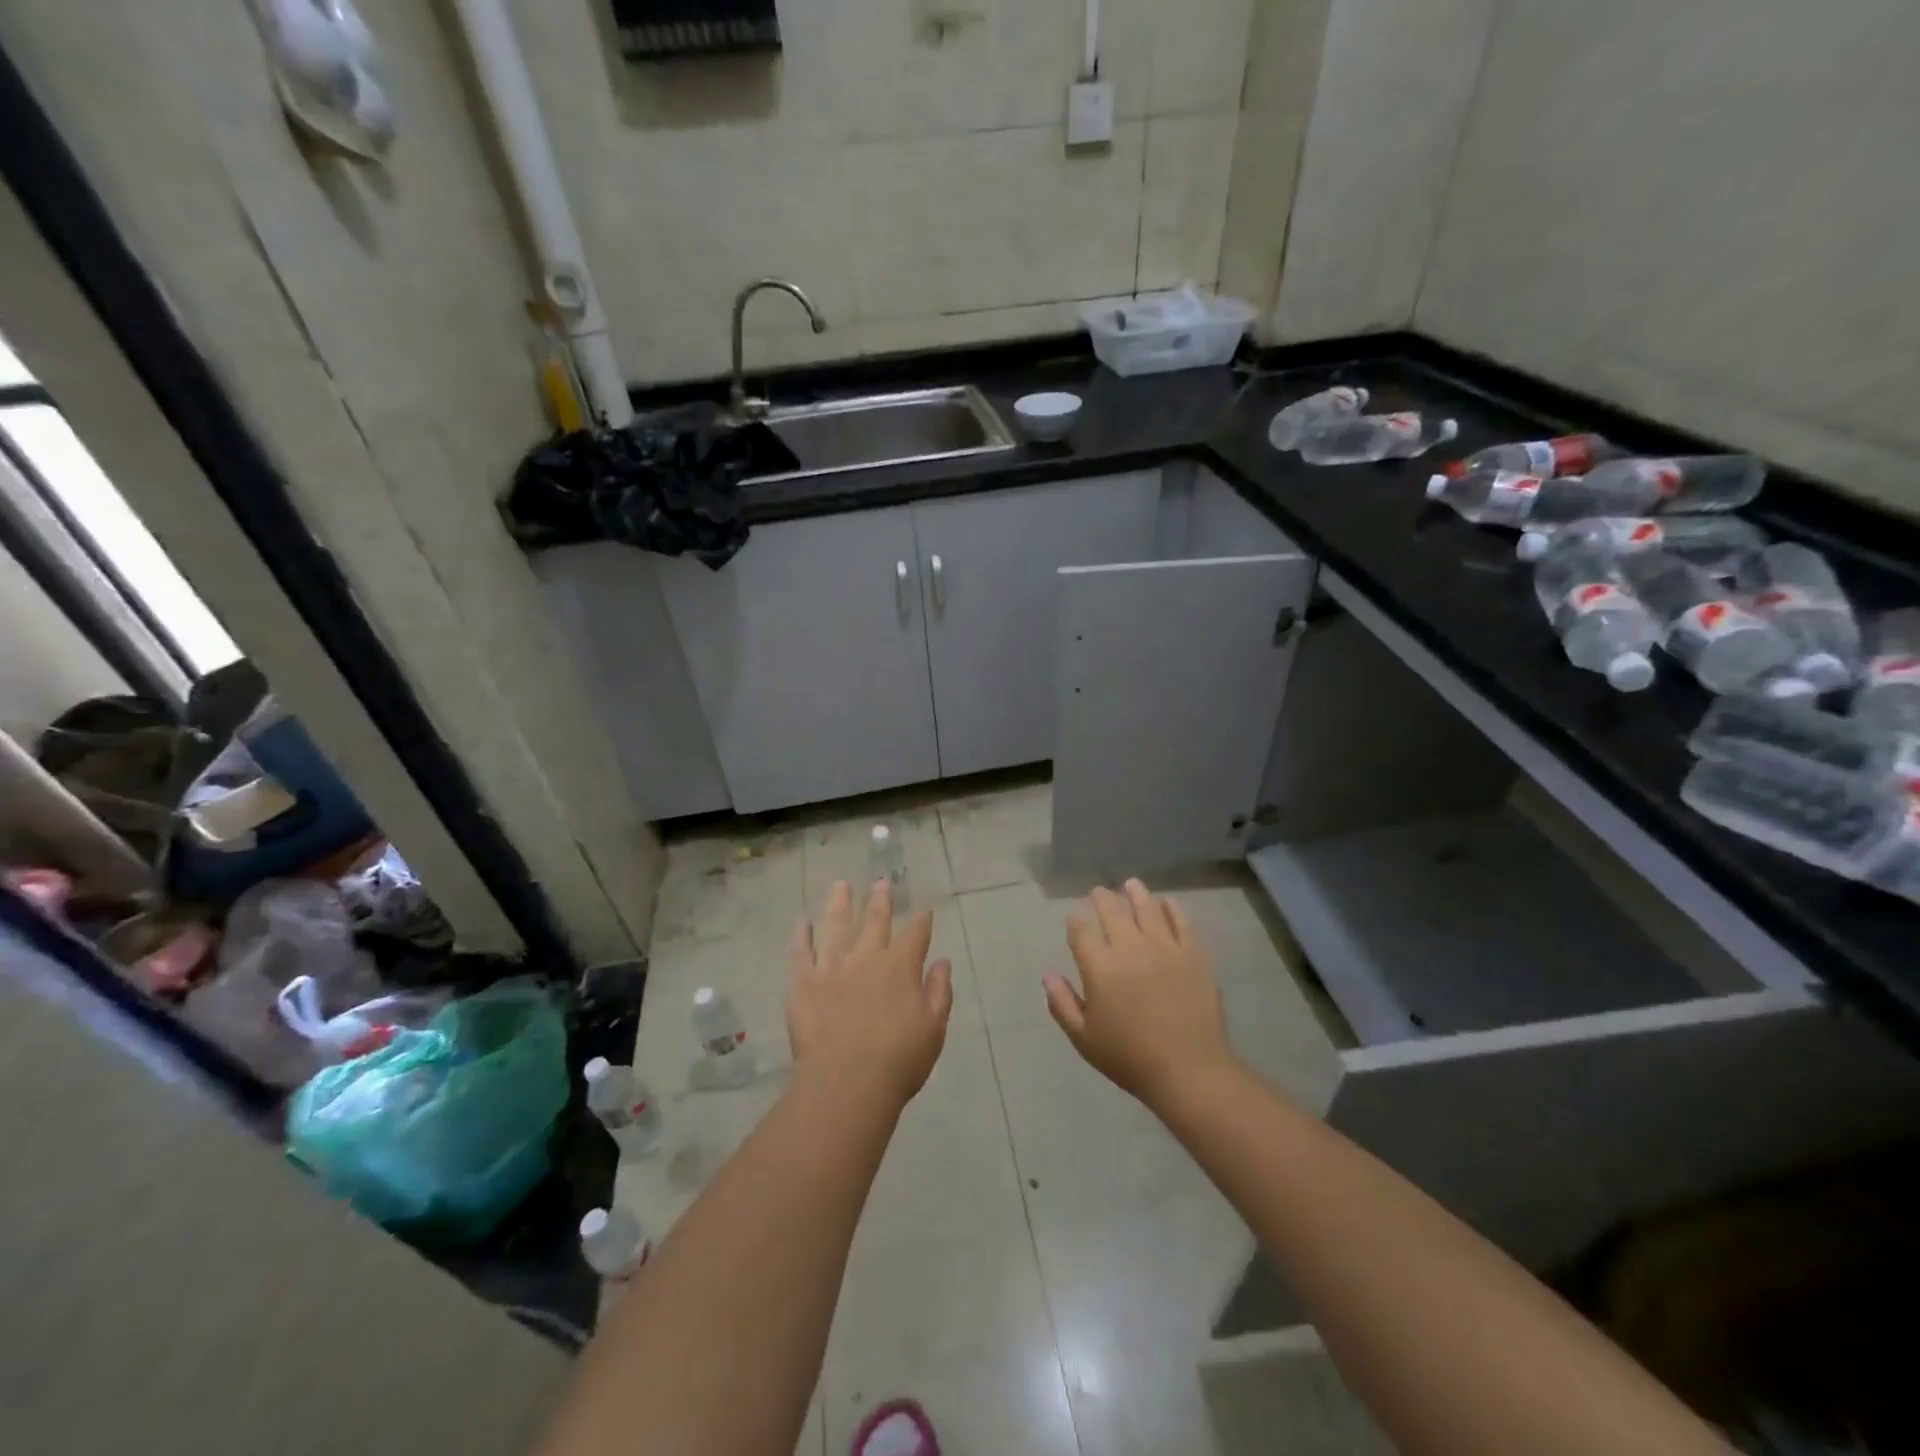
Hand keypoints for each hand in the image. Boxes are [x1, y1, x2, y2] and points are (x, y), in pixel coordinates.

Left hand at [786, 880, 952, 1111]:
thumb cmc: (898, 1059)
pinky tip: (802, 922)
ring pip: (836, 925)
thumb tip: (941, 962)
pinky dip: (801, 936)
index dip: (921, 921)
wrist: (847, 1082)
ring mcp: (832, 966)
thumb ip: (939, 992)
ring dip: (839, 904)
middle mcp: (866, 957)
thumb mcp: (934, 1028)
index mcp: (901, 966)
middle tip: (881, 883)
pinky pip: (800, 952)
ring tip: (840, 885)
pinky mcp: (803, 983)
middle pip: (875, 921)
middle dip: (880, 901)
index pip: (915, 935)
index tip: (924, 911)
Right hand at [1045, 878, 1238, 1109]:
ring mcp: (1165, 947)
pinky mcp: (1193, 954)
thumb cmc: (1129, 1057)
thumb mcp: (1084, 1038)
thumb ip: (1062, 1003)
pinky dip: (1173, 910)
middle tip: (1099, 891)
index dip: (1075, 922)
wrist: (1189, 1070)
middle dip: (1102, 899)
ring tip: (1131, 884)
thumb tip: (1047, 974)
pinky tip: (1168, 903)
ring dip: (1136, 893)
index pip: (1081, 932)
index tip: (1073, 918)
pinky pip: (1182, 923)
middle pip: (1113, 912)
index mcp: (1100, 967)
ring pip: (1147, 909)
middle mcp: (1130, 947)